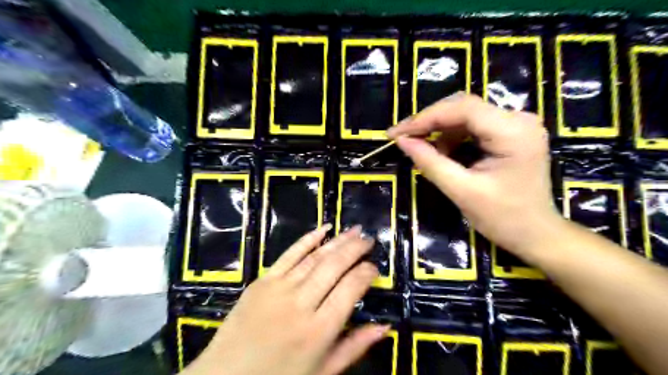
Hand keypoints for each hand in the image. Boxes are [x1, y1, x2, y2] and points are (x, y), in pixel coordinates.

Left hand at [181, 225, 392, 374]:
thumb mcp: (323, 371)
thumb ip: (355, 347)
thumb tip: (385, 327)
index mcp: (319, 330)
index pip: (350, 289)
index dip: (366, 273)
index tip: (374, 268)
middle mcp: (301, 304)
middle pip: (334, 267)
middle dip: (355, 249)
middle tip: (369, 239)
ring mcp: (279, 289)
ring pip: (315, 257)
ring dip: (337, 241)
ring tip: (354, 230)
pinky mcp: (262, 281)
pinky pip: (289, 254)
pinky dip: (307, 239)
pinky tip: (323, 229)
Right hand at [390, 92, 559, 256]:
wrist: (537, 234)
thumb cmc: (503, 218)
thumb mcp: (461, 191)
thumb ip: (430, 162)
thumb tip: (401, 141)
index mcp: (513, 131)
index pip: (461, 108)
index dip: (424, 118)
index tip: (396, 133)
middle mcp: (518, 119)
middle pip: (462, 108)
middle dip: (429, 122)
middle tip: (402, 138)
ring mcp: (516, 125)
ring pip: (465, 116)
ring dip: (439, 131)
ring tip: (421, 151)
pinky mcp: (510, 133)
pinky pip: (473, 126)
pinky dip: (451, 137)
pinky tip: (441, 153)